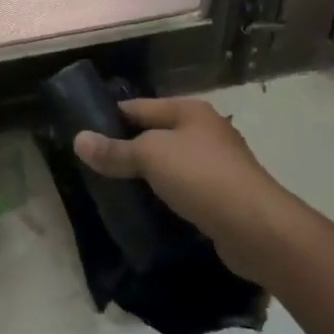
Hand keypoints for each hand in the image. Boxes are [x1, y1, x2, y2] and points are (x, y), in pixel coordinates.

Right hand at [73, 97, 289, 270]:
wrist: (255, 227)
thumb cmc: (201, 176)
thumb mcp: (150, 156)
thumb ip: (115, 150)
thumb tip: (78, 140)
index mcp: (189, 110)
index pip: (139, 107)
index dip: (110, 117)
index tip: (83, 135)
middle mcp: (205, 131)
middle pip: (155, 135)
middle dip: (127, 149)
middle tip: (94, 167)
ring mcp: (217, 164)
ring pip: (170, 164)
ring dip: (146, 176)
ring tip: (114, 190)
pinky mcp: (222, 196)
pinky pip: (183, 189)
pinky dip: (165, 196)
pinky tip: (147, 210)